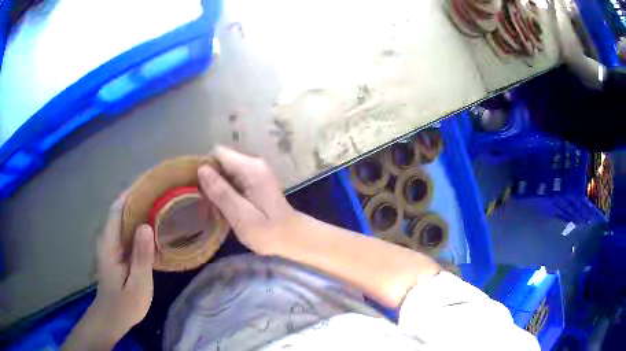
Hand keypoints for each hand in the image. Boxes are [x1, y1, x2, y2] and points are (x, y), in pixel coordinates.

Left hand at [64, 194, 154, 349]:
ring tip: (161, 204)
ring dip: (139, 210)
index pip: (118, 209)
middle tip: (161, 192)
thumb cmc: (125, 305)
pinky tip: (153, 227)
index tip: (150, 183)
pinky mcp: (117, 253)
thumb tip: (146, 226)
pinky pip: (127, 232)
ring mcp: (112, 246)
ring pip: (124, 221)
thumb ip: (141, 257)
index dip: (132, 194)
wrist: (112, 318)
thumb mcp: (137, 285)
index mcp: (110, 244)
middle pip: (121, 211)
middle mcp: (108, 239)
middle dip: (138, 199)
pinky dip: (139, 225)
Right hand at [198, 146, 298, 254]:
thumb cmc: (269, 232)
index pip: (217, 153)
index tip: (199, 189)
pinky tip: (226, 211)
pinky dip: (226, 194)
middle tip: (209, 205)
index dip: (205, 169)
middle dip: (210, 182)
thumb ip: (221, 192)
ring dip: (217, 190)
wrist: (294, 239)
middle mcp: (253, 165)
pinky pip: (232, 182)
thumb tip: (202, 169)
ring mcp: (255, 173)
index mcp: (251, 169)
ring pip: (225, 173)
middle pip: (221, 162)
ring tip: (217, 212)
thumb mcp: (241, 216)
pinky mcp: (255, 182)